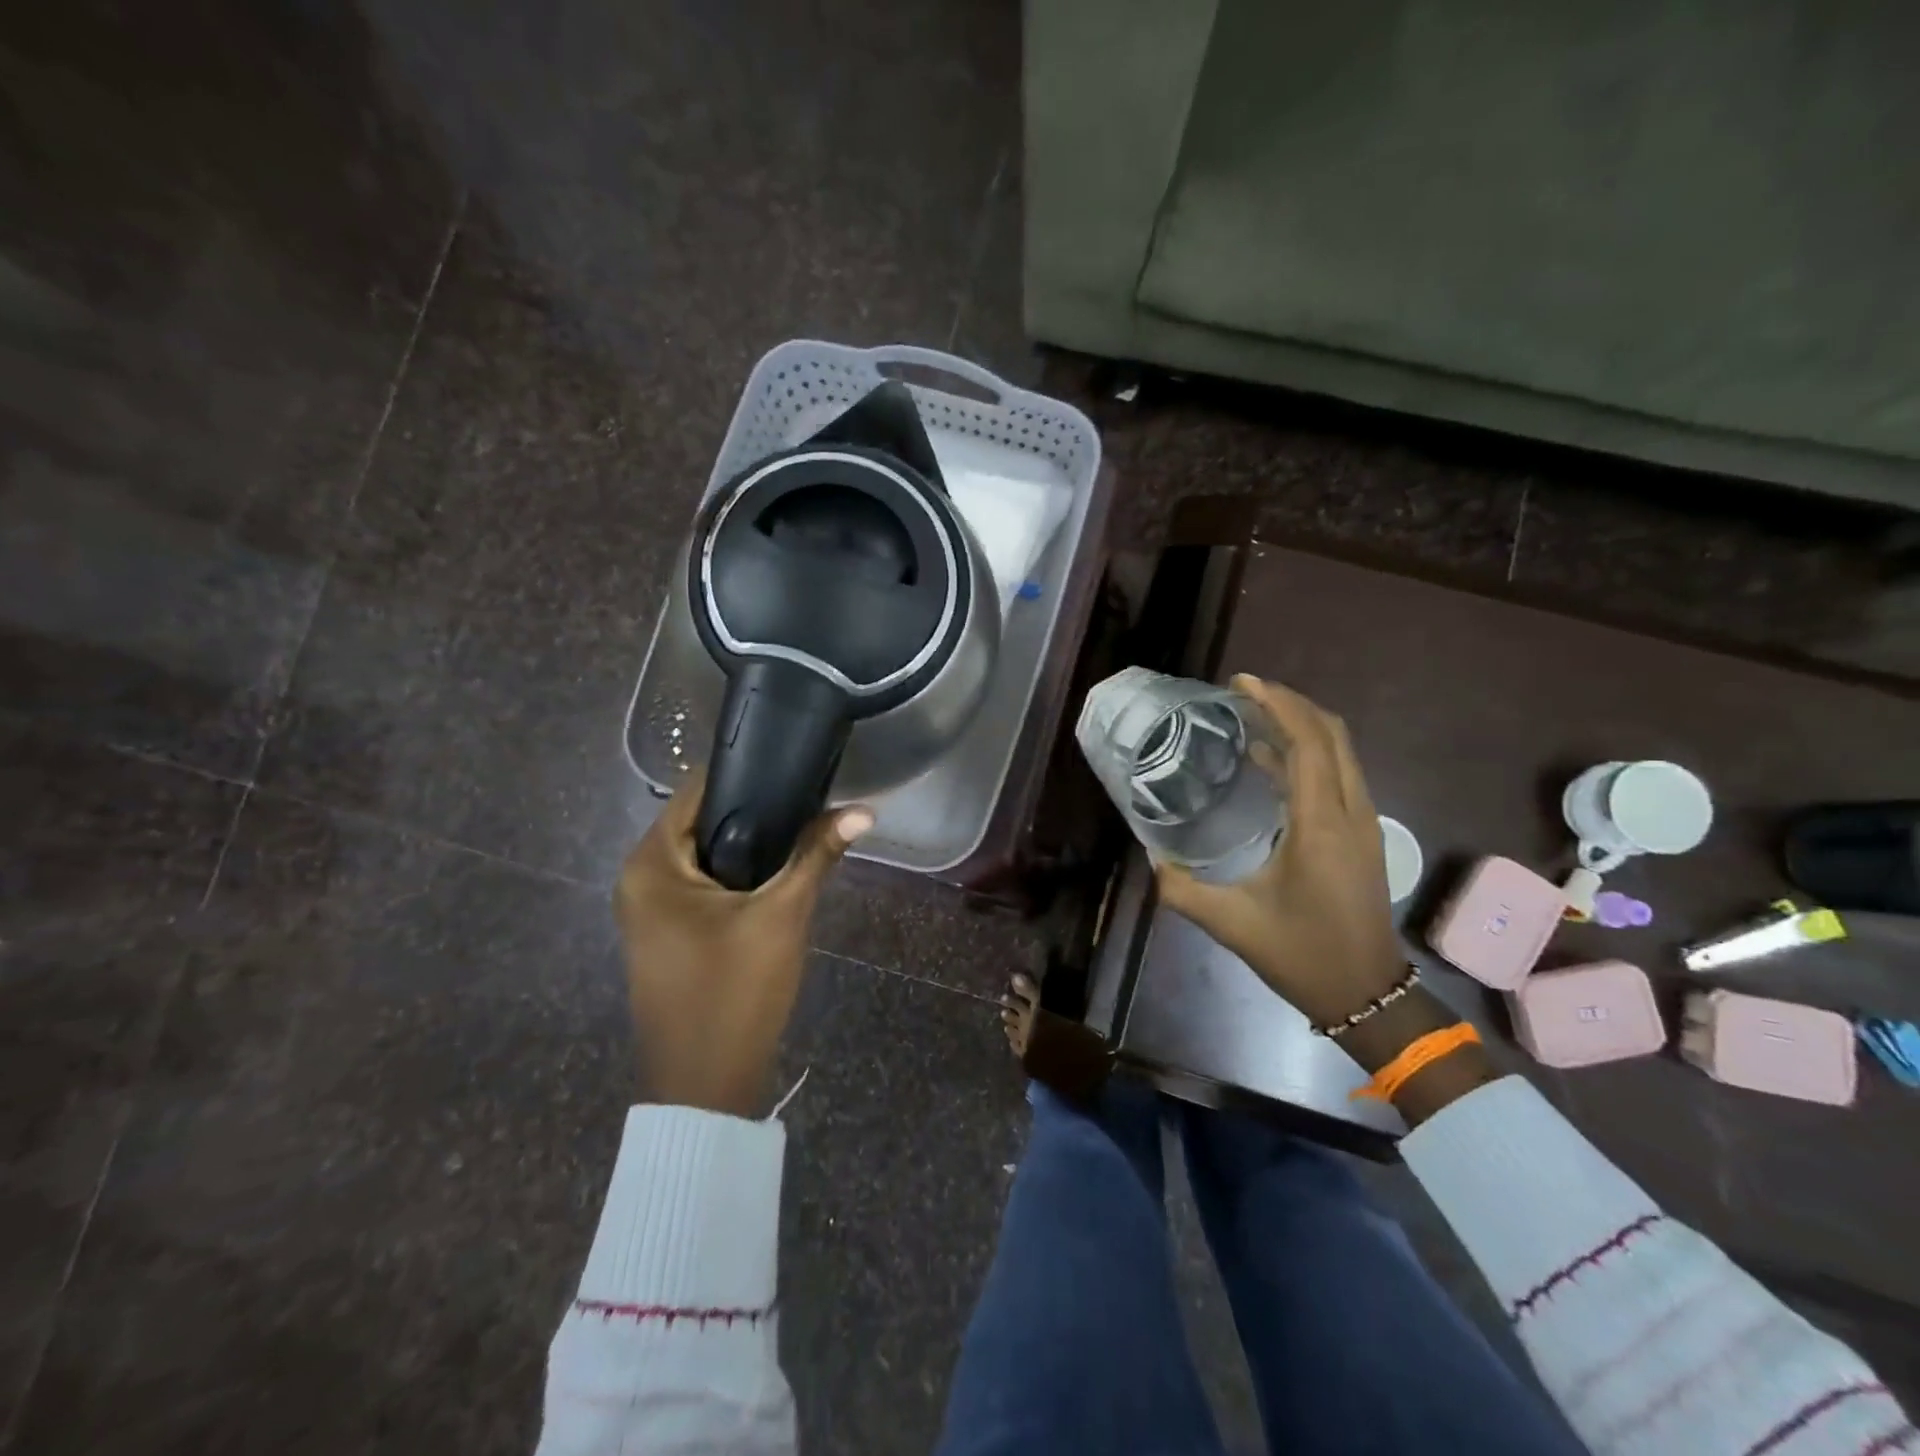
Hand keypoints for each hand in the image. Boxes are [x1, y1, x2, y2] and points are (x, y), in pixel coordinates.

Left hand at [614, 773, 871, 1116]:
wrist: (704, 1087)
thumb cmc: (736, 992)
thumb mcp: (782, 916)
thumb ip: (817, 854)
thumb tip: (864, 809)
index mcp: (651, 864)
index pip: (697, 790)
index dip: (747, 773)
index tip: (794, 765)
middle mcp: (637, 878)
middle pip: (700, 820)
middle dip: (754, 811)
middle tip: (809, 800)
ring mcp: (647, 909)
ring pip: (704, 853)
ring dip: (748, 844)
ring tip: (802, 829)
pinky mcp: (664, 932)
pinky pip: (700, 883)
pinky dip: (735, 873)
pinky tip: (776, 873)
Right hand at [1155, 675, 1404, 1029]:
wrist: (1367, 995)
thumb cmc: (1302, 955)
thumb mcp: (1231, 923)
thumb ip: (1181, 889)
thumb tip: (1149, 858)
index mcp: (1320, 825)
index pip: (1309, 742)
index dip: (1278, 703)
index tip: (1241, 683)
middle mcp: (1350, 813)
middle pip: (1332, 734)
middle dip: (1290, 704)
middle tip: (1243, 693)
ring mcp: (1362, 823)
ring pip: (1339, 752)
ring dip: (1300, 725)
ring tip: (1251, 716)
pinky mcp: (1362, 834)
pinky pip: (1337, 774)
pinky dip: (1307, 753)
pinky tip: (1267, 759)